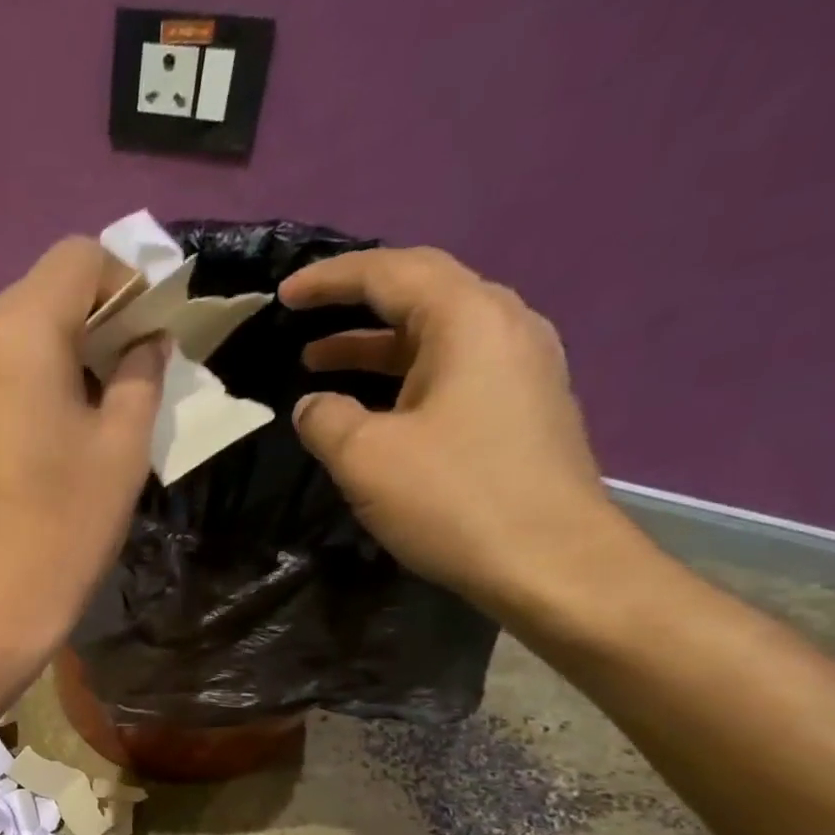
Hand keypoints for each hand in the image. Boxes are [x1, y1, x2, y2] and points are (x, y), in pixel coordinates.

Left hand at [0, 237, 167, 658]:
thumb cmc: (62, 528)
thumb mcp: (122, 447)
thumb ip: (140, 373)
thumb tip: (146, 339)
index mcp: (15, 331)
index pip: (77, 259)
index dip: (125, 284)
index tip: (149, 336)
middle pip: (40, 295)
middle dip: (91, 323)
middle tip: (127, 378)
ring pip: (12, 334)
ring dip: (57, 355)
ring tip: (89, 413)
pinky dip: (24, 381)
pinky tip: (46, 431)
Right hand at [281, 246, 642, 625]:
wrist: (551, 562)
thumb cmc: (454, 498)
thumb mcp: (365, 457)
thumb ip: (325, 418)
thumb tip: (313, 405)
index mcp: (469, 320)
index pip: (392, 272)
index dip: (331, 279)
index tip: (283, 294)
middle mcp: (505, 327)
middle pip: (421, 294)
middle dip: (354, 306)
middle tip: (301, 321)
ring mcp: (520, 368)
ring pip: (435, 337)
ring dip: (375, 347)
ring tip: (320, 363)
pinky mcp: (521, 408)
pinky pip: (451, 371)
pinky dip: (402, 377)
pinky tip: (373, 407)